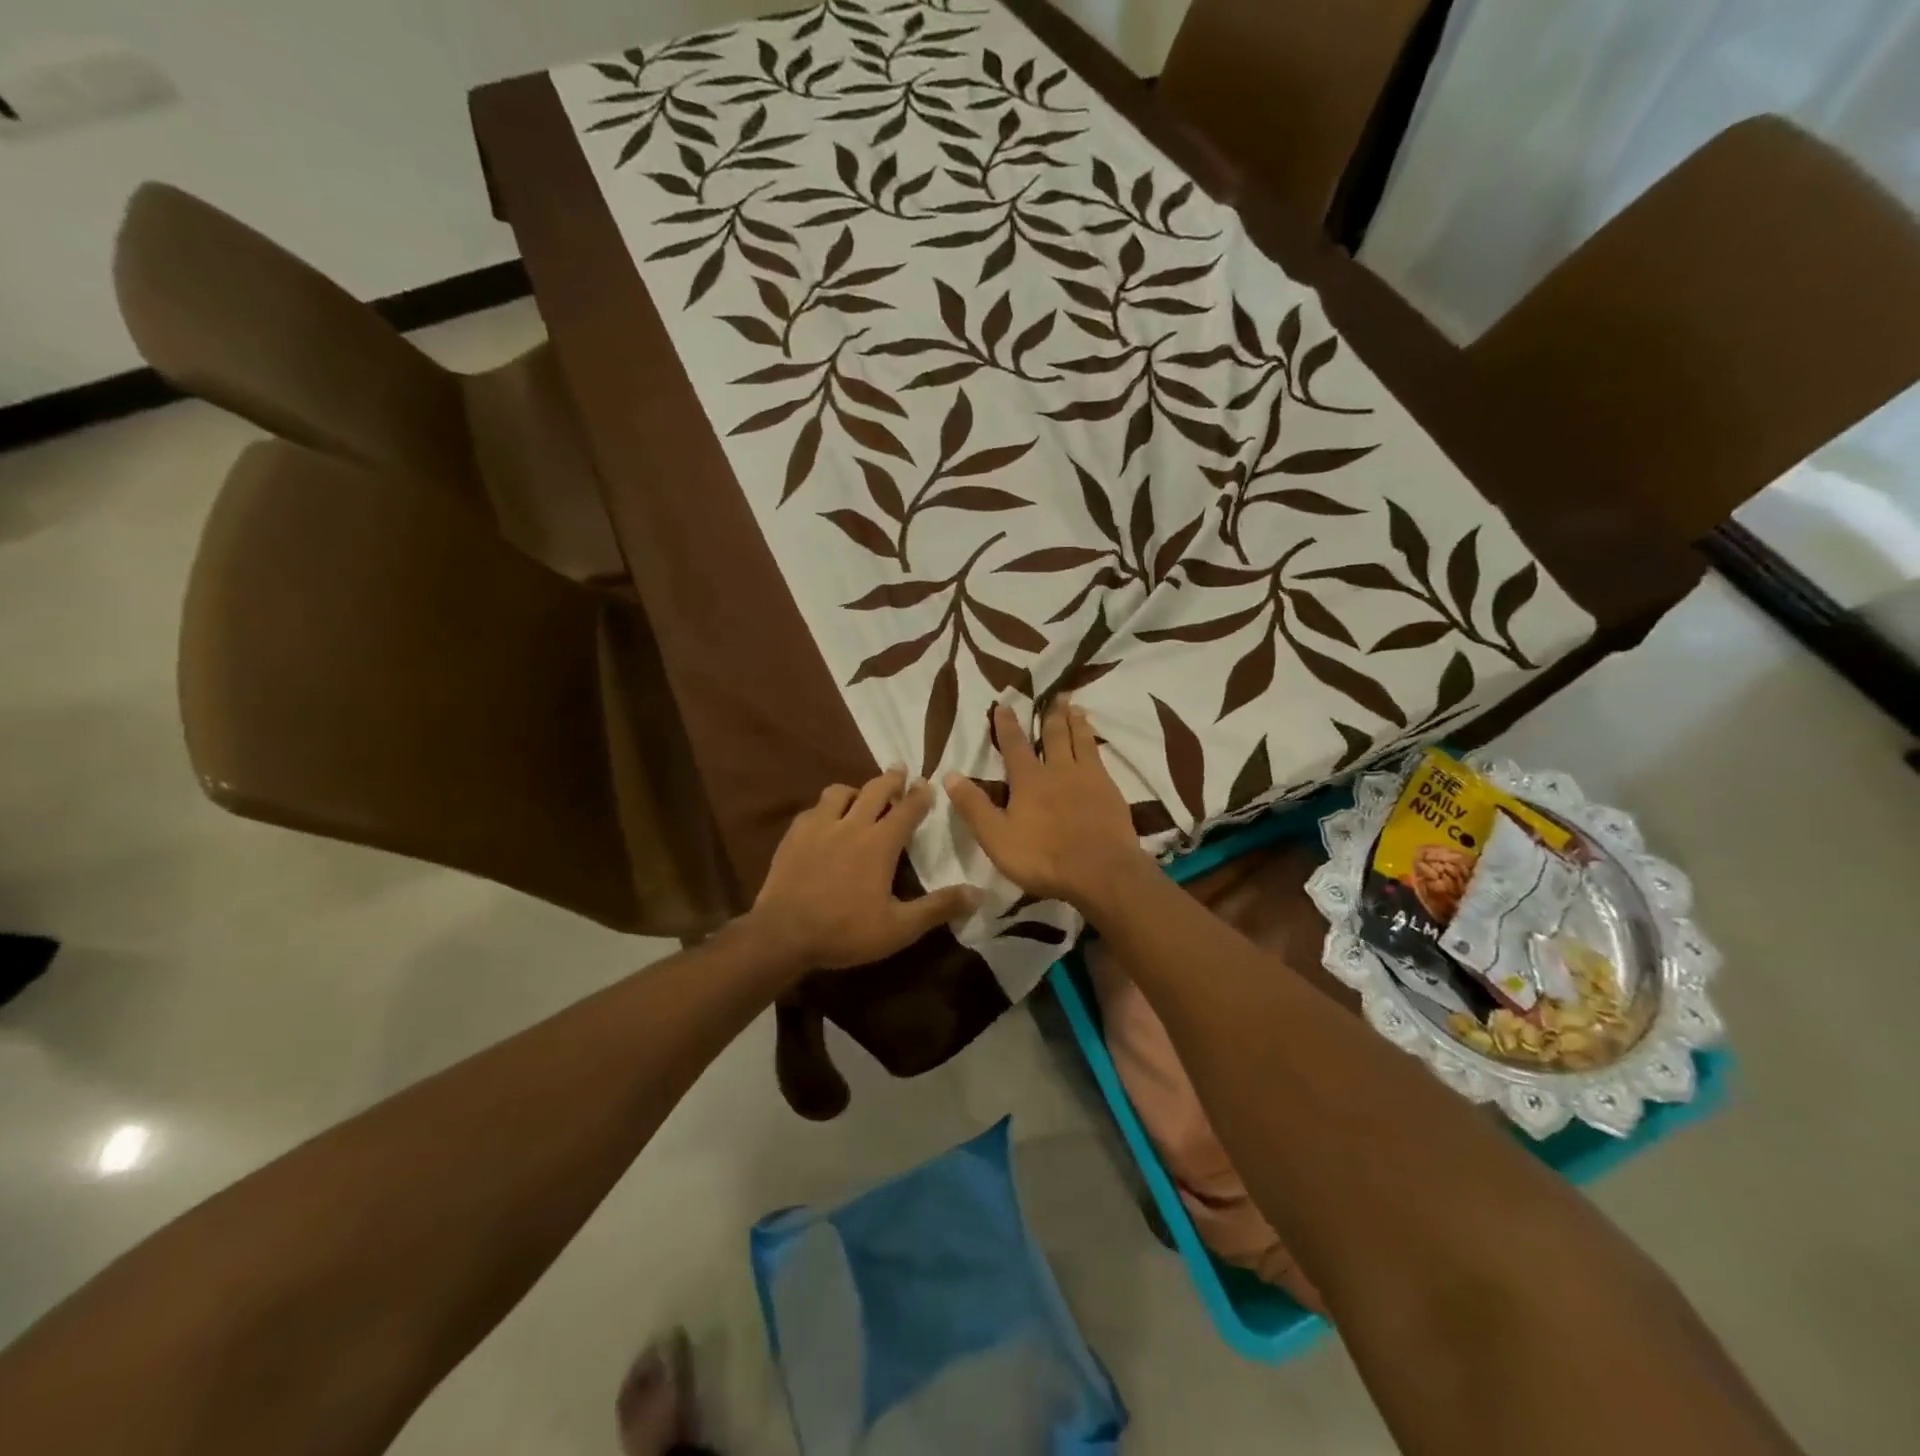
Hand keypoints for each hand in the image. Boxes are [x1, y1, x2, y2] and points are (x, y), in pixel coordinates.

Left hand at [749, 768, 978, 971]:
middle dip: (891, 778)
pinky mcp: (794, 835)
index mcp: (880, 843)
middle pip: (875, 789)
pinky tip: (825, 820)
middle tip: (900, 769)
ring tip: (860, 795)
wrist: (782, 935)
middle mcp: (851, 825)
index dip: (920, 795)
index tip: (927, 783)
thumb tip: (979, 893)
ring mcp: (819, 827)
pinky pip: (813, 809)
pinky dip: (826, 808)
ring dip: (856, 790)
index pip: (907, 809)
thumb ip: (938, 908)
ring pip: (840, 792)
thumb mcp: (899, 928)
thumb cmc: (845, 932)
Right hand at [946, 699, 1146, 907]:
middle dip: (1051, 714)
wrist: (1102, 872)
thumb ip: (974, 806)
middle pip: (1055, 736)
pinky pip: (1101, 760)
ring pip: (1082, 742)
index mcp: (1029, 780)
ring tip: (1076, 707)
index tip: (1004, 705)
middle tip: (1055, 694)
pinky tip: (1097, 747)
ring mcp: (1089, 780)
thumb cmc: (1043, 858)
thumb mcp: (997, 837)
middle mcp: (1059, 771)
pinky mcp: (1111, 793)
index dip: (1007, 725)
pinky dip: (1096, 745)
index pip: (1014, 745)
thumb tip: (950, 775)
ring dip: (1077, 723)